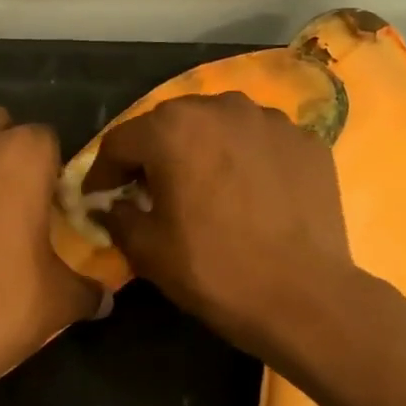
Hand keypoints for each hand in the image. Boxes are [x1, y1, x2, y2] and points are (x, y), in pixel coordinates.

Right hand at [82, 92, 359, 362]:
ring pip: (219, 126)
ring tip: (204, 186)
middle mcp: (222, 108)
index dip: (103, 172)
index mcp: (173, 129)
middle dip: (154, 155)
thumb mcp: (148, 250)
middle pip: (171, 124)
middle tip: (149, 190)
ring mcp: (271, 121)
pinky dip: (245, 160)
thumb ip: (117, 217)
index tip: (98, 197)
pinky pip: (260, 142)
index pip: (121, 141)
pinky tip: (249, 194)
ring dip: (202, 150)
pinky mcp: (307, 141)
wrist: (304, 298)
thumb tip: (110, 205)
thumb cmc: (215, 271)